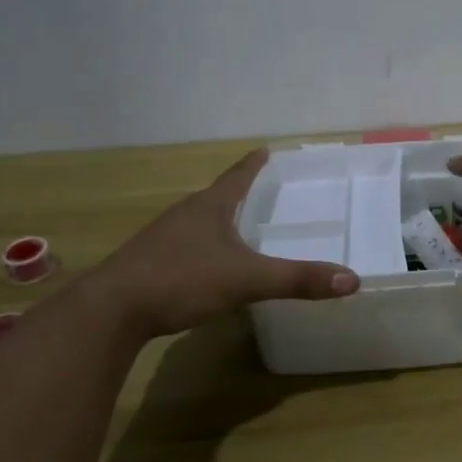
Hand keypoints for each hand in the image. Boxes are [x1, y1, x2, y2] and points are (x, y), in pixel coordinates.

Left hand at [86, 149, 358, 338]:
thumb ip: (298, 280)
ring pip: (201, 221)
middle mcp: (186, 214)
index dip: (255, 162)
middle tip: (268, 192)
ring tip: (243, 226)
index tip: (268, 149)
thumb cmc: (181, 279)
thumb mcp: (247, 280)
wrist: (109, 312)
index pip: (239, 174)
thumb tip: (352, 280)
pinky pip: (186, 246)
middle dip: (242, 192)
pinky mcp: (149, 263)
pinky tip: (212, 265)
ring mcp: (163, 238)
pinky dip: (206, 247)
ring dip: (222, 220)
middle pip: (219, 195)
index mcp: (210, 206)